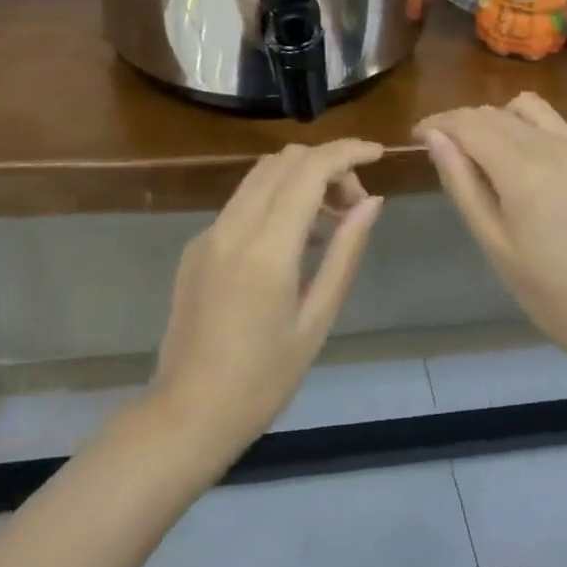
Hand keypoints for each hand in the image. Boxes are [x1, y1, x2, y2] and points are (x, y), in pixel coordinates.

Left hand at [148, 140, 384, 463]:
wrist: (187, 414)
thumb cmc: (263, 381)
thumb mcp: (316, 320)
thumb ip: (345, 253)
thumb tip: (371, 201)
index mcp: (267, 248)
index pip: (309, 169)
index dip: (347, 152)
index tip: (378, 153)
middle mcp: (233, 227)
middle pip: (284, 160)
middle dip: (327, 164)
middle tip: (355, 204)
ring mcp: (209, 232)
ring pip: (261, 175)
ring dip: (300, 178)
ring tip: (330, 222)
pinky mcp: (197, 245)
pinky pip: (243, 201)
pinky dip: (276, 199)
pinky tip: (293, 241)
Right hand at [416, 93, 566, 370]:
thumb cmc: (545, 290)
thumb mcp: (491, 240)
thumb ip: (460, 181)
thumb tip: (434, 137)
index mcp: (522, 169)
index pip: (468, 124)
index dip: (438, 123)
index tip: (418, 133)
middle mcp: (556, 147)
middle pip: (497, 113)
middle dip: (465, 122)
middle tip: (448, 148)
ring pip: (532, 110)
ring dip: (501, 119)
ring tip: (492, 151)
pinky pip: (563, 134)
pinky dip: (538, 140)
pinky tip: (539, 177)